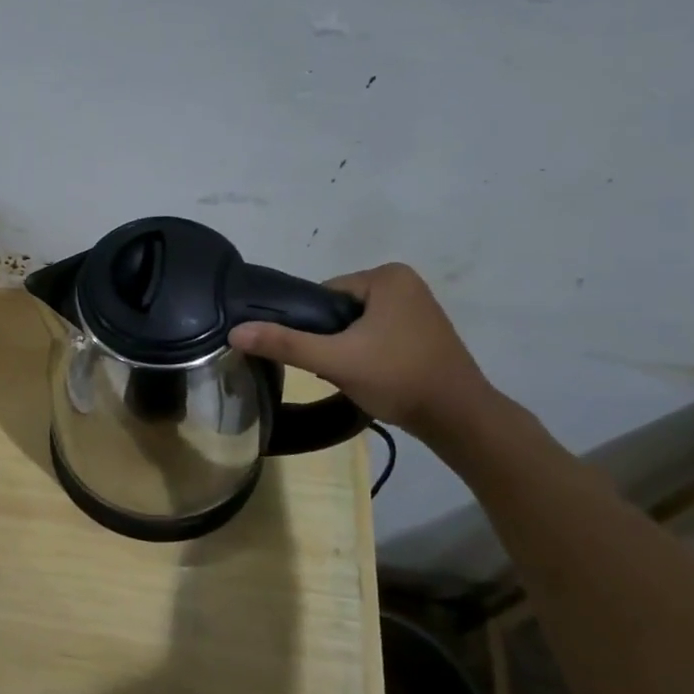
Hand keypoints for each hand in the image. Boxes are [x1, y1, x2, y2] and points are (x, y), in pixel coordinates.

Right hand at [228, 262, 494, 439]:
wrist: (458, 418)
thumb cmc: (398, 378)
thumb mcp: (334, 360)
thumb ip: (285, 343)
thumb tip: (235, 332)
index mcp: (386, 276)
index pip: (324, 294)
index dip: (312, 326)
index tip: (319, 355)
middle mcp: (405, 282)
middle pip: (340, 309)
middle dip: (331, 339)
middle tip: (335, 369)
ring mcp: (418, 307)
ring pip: (357, 324)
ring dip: (348, 348)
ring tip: (354, 375)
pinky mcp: (425, 331)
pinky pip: (378, 334)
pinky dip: (369, 353)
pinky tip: (372, 376)